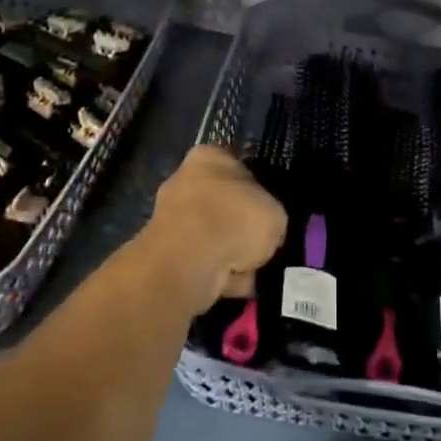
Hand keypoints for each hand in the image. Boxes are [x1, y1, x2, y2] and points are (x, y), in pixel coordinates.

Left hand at [144, 146, 286, 314]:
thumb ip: (270, 215)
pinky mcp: (164, 252)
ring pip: (213, 235)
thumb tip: (265, 228)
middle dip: (240, 226)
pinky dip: (218, 274)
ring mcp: (170, 217)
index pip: (237, 166)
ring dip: (231, 253)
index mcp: (209, 157)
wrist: (189, 262)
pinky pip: (202, 261)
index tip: (268, 211)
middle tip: (262, 244)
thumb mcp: (275, 213)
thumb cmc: (235, 220)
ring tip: (252, 269)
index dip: (257, 189)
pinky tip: (235, 283)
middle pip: (223, 204)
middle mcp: (183, 180)